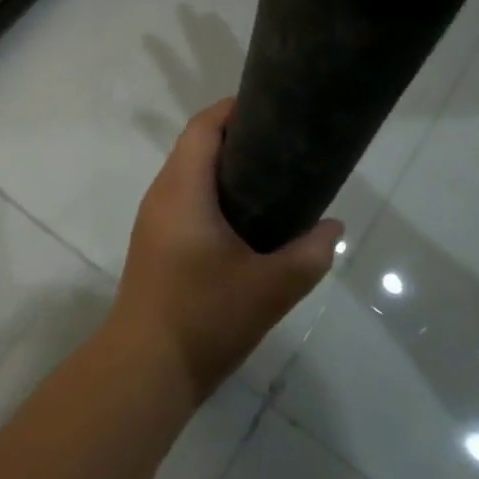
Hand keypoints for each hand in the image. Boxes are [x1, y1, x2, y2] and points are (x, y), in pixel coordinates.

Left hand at [110, 99, 342, 403]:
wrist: (146, 368)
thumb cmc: (205, 318)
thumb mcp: (270, 288)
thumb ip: (309, 254)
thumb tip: (333, 228)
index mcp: (182, 190)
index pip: (203, 128)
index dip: (234, 110)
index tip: (272, 110)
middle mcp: (162, 195)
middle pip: (195, 146)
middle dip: (235, 138)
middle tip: (282, 146)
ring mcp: (153, 219)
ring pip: (188, 174)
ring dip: (223, 168)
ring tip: (270, 177)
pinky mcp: (154, 242)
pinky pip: (183, 198)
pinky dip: (211, 193)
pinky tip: (243, 218)